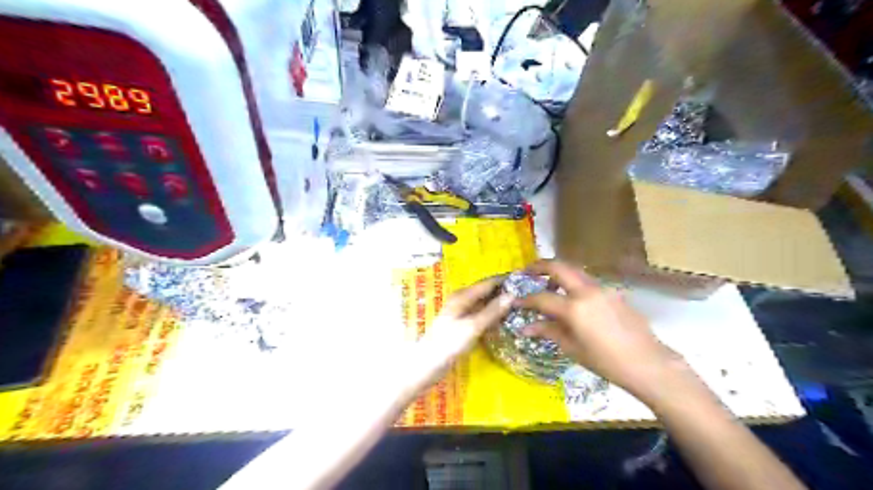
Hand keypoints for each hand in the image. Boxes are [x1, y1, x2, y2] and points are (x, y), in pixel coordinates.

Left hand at [413, 278, 513, 387]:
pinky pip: (482, 317)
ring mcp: (462, 314)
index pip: (488, 283)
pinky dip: (493, 317)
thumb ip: (492, 311)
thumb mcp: (473, 326)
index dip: (504, 280)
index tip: (524, 280)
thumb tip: (512, 295)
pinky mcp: (463, 327)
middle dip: (504, 292)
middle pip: (486, 292)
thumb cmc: (449, 343)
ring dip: (499, 305)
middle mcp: (462, 301)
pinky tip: (505, 322)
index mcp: (463, 296)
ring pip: (485, 305)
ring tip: (521, 307)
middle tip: (527, 295)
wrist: (427, 365)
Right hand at [516, 261, 681, 398]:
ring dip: (558, 272)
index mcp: (574, 308)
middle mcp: (587, 291)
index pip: (542, 297)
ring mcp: (602, 288)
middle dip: (539, 266)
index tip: (514, 300)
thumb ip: (548, 331)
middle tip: (527, 271)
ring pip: (574, 270)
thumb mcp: (572, 348)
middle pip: (558, 267)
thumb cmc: (606, 361)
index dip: (525, 299)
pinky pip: (587, 281)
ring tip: (547, 284)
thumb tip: (525, 327)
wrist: (648, 363)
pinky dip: (573, 282)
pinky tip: (571, 297)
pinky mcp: (613, 292)